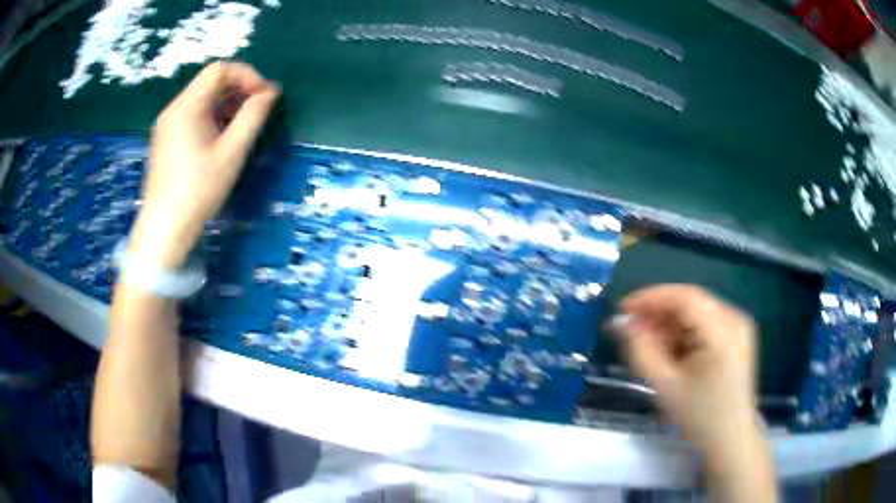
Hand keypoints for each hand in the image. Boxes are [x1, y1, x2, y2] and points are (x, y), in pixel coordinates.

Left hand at [130, 62, 279, 269]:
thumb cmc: (198, 190)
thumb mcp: (231, 153)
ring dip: (227, 103)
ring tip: (244, 124)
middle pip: (210, 82)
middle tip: (260, 108)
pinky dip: (212, 116)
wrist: (164, 227)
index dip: (247, 76)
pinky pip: (192, 115)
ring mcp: (167, 124)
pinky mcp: (166, 139)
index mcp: (187, 107)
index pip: (220, 70)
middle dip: (239, 89)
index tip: (264, 96)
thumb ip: (252, 117)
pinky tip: (223, 137)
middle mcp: (174, 109)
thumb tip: (270, 93)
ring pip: (201, 98)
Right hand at [613, 284, 760, 451]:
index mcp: (723, 331)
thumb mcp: (666, 385)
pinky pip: (706, 322)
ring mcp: (739, 326)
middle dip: (659, 313)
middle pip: (691, 302)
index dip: (651, 297)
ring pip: (697, 311)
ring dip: (670, 323)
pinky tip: (670, 349)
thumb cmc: (699, 416)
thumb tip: (624, 323)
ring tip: (649, 343)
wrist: (730, 438)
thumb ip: (642, 350)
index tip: (623, 309)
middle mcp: (735, 319)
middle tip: (632, 329)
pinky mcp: (738, 335)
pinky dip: (685, 331)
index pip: (684, 297)